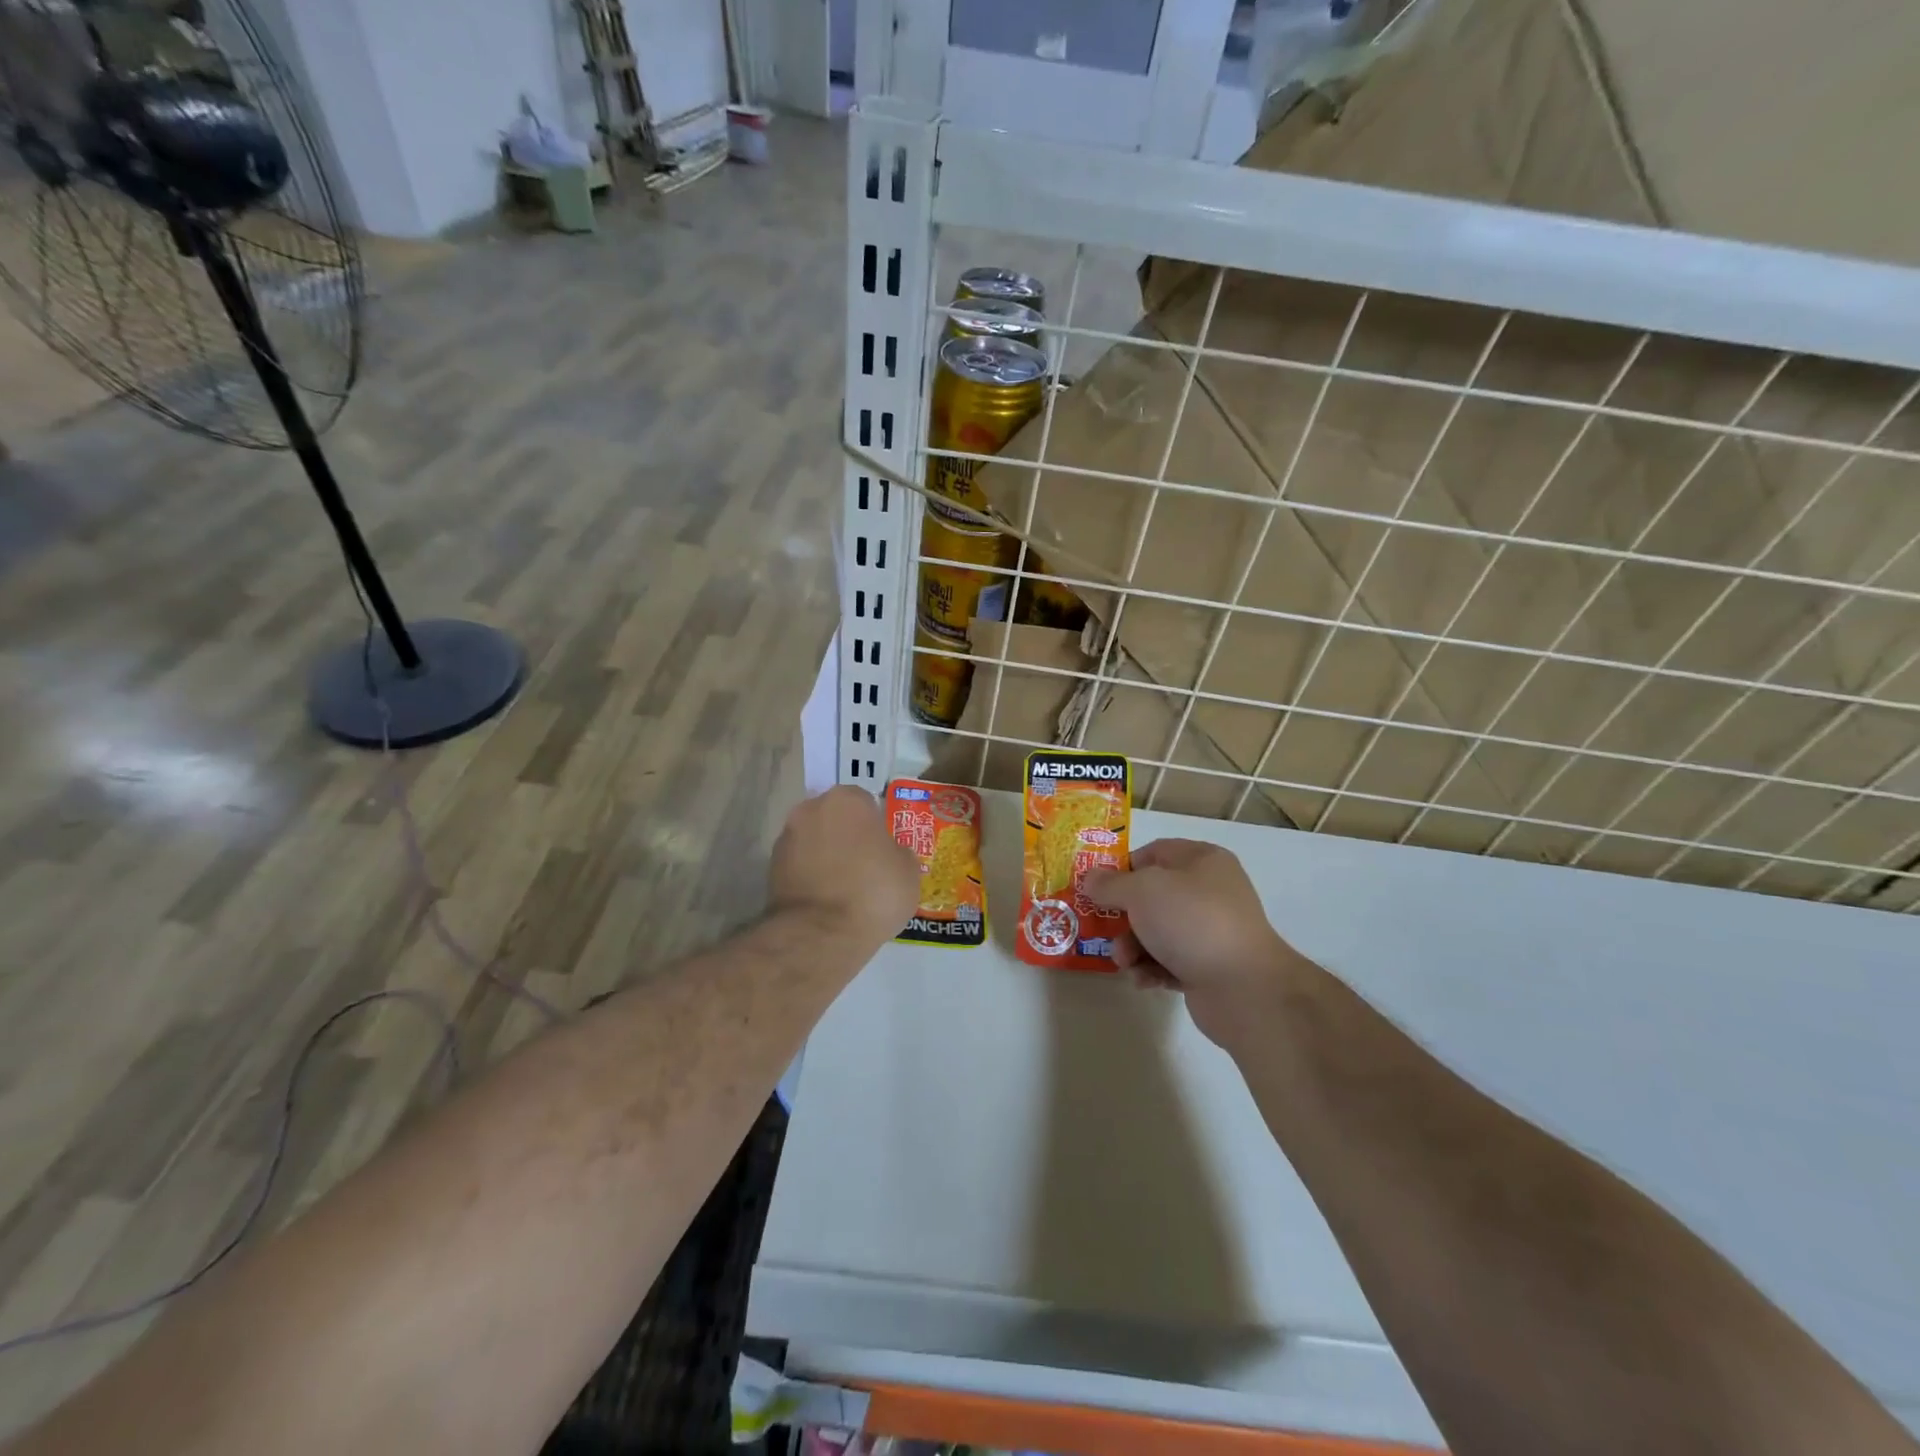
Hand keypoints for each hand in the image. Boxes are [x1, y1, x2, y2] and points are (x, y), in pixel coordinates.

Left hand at [770, 786, 918, 947]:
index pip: (864, 801)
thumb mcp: (908, 871)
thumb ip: (898, 852)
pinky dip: (810, 876)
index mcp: (847, 800)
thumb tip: (889, 853)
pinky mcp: (770, 869)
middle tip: (865, 865)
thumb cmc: (874, 892)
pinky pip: (799, 865)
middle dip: (846, 835)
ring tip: (844, 887)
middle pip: (834, 817)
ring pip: (814, 840)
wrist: (821, 934)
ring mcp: (786, 838)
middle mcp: (811, 809)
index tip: (883, 847)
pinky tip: (825, 900)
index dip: (875, 824)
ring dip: (826, 855)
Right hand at [1083, 839, 1299, 1050]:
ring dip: (1133, 947)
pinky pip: (1170, 961)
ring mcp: (1211, 931)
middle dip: (1124, 916)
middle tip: (1103, 929)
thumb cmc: (1191, 922)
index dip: (1123, 867)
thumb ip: (1110, 884)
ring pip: (1157, 932)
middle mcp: (1210, 891)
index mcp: (1202, 860)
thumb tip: (1090, 878)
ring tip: (1124, 962)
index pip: (1155, 852)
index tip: (1098, 887)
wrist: (1244, 988)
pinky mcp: (1209, 967)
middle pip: (1152, 896)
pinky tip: (1143, 981)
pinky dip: (1152, 969)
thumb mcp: (1142, 891)